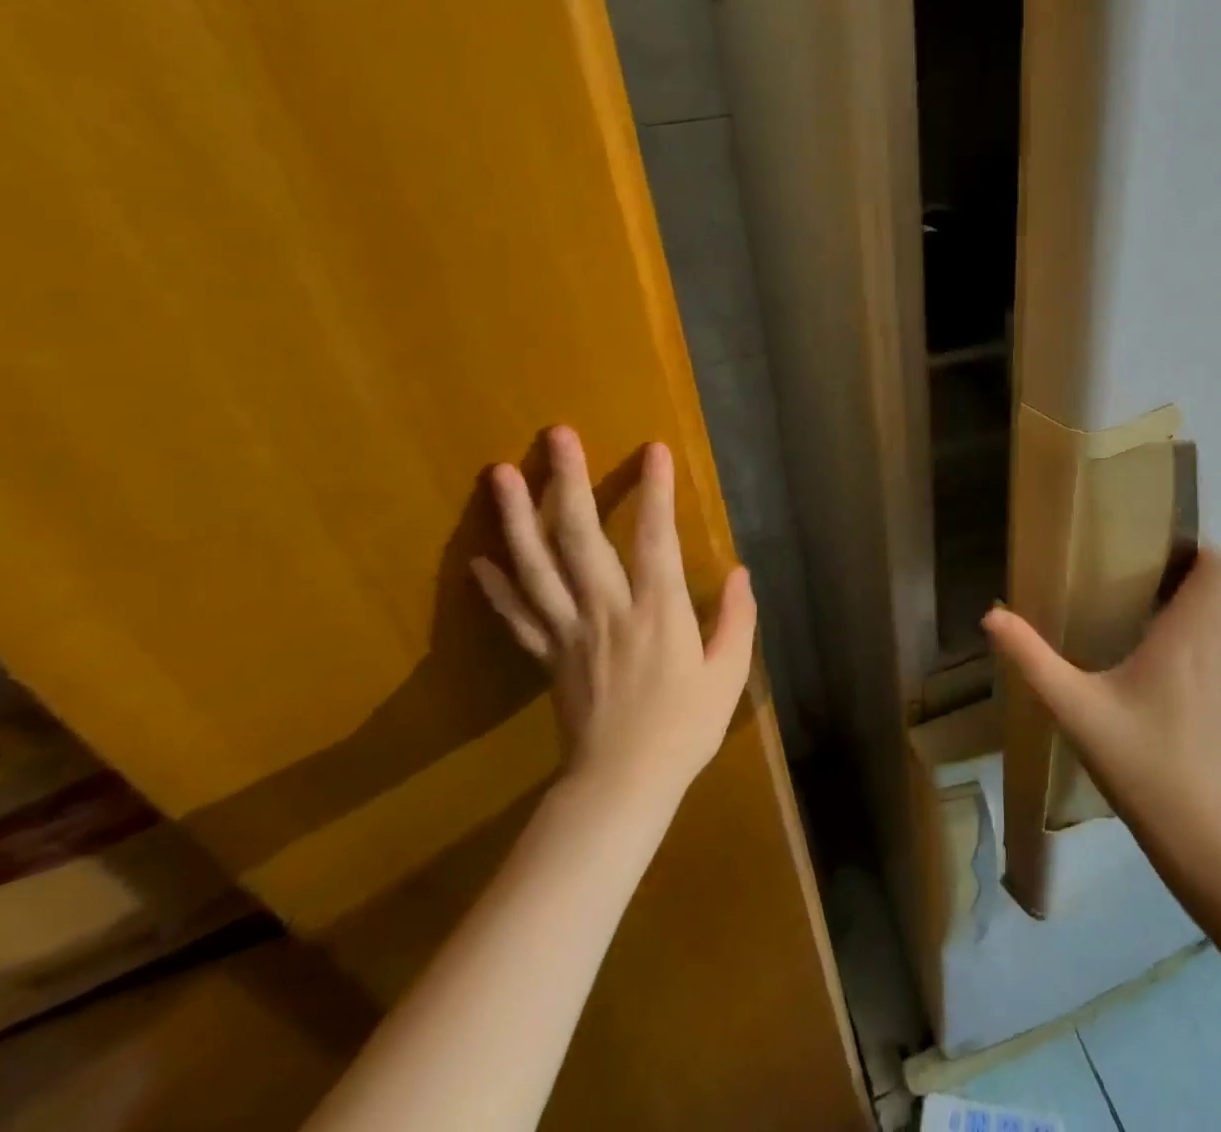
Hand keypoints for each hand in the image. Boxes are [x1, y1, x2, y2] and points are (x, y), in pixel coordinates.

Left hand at [470, 426, 755, 800]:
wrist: (622, 785)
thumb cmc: (684, 728)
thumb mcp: (728, 674)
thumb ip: (736, 618)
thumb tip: (740, 571)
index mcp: (658, 611)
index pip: (655, 538)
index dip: (654, 491)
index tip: (653, 449)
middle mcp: (607, 610)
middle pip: (579, 536)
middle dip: (567, 481)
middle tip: (557, 435)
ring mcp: (569, 631)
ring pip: (536, 565)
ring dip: (516, 516)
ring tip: (498, 473)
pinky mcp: (547, 655)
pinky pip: (517, 613)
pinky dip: (496, 584)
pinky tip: (479, 555)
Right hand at [983, 548, 1220, 860]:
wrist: (1202, 835)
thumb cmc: (1137, 760)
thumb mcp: (1074, 707)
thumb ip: (1032, 657)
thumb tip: (992, 615)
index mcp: (1190, 635)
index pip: (1218, 567)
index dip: (1195, 550)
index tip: (1156, 554)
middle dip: (1196, 574)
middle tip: (1148, 583)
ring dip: (1207, 605)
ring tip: (1161, 619)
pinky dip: (1217, 638)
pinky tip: (1181, 668)